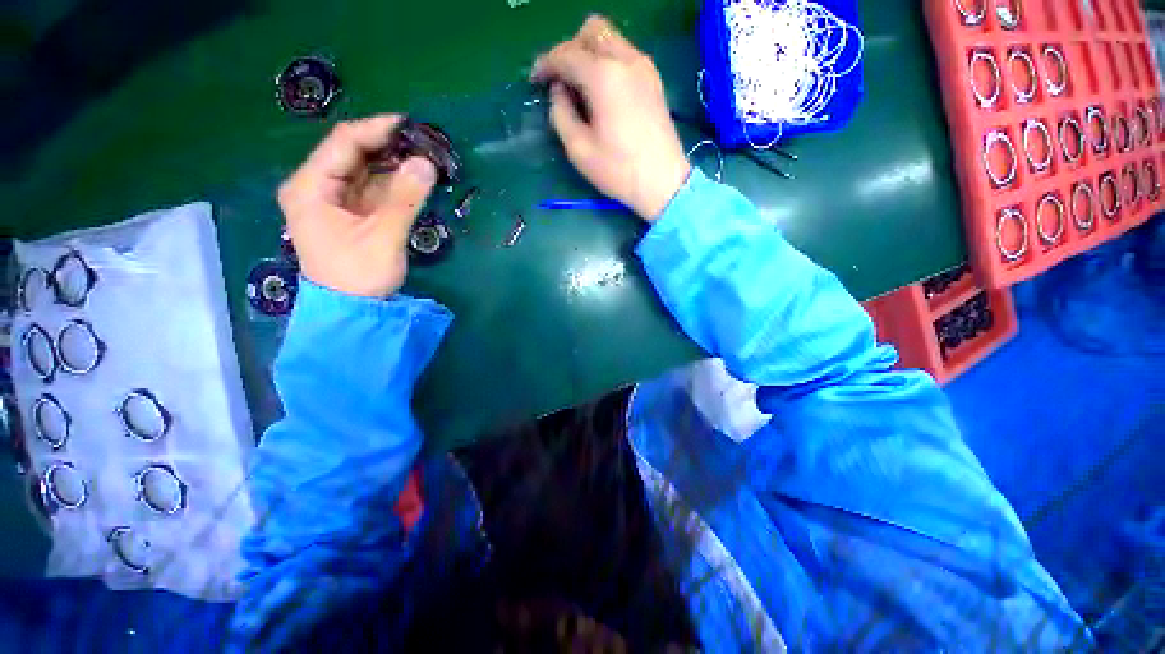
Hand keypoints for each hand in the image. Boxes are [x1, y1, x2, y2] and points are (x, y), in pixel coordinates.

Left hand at [278, 116, 437, 297]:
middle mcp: (315, 187)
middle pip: (352, 153)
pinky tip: (415, 181)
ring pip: (364, 170)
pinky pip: (371, 189)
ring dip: (394, 165)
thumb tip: (427, 163)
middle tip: (425, 145)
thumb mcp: (383, 237)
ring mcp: (332, 200)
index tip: (412, 126)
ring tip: (426, 160)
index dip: (377, 130)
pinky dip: (393, 184)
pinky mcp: (348, 213)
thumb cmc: (358, 276)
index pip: (343, 143)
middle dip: (389, 147)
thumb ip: (405, 199)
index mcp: (310, 187)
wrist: (350, 312)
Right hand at [533, 16, 690, 220]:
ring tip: (581, 88)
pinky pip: (625, 54)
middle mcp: (626, 60)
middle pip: (591, 31)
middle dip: (570, 49)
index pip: (566, 53)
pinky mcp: (653, 79)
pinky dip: (608, 63)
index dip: (546, 64)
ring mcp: (644, 67)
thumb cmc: (619, 171)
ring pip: (611, 39)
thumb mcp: (578, 149)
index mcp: (603, 76)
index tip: (536, 81)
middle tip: (561, 81)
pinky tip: (603, 93)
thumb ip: (560, 114)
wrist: (663, 183)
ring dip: (590, 54)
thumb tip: (559, 92)